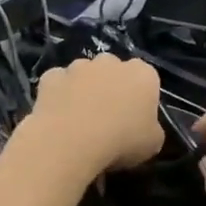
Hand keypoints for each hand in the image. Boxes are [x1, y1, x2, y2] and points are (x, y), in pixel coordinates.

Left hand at [27, 56, 162, 175]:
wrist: (72, 141)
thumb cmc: (122, 141)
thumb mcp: (153, 144)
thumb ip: (151, 128)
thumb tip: (144, 128)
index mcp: (143, 74)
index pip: (147, 80)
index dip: (140, 99)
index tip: (135, 119)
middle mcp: (111, 61)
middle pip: (114, 71)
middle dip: (111, 88)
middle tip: (108, 117)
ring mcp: (78, 66)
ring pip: (84, 74)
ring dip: (84, 89)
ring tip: (79, 119)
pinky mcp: (52, 76)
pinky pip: (58, 84)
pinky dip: (59, 95)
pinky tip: (58, 116)